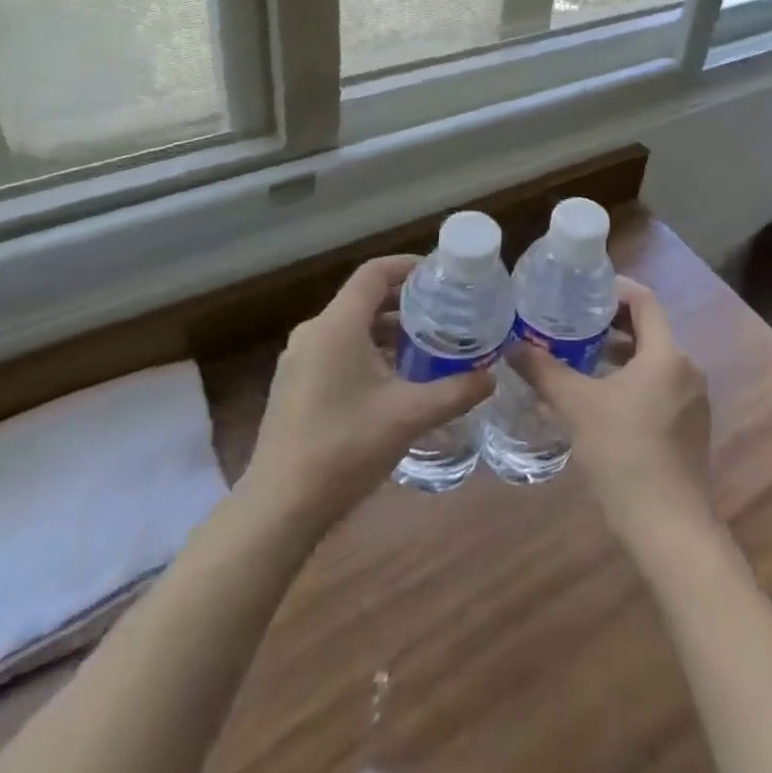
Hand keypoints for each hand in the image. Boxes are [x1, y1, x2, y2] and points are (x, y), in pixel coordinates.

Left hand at [240, 256, 492, 532]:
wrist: (280, 506)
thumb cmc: (346, 447)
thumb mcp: (409, 416)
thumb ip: (455, 391)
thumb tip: (491, 377)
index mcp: (338, 324)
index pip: (375, 272)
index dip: (408, 266)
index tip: (441, 274)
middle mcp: (314, 331)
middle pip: (364, 299)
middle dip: (405, 302)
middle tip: (444, 312)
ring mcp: (299, 359)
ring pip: (351, 327)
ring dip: (388, 331)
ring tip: (427, 346)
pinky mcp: (294, 384)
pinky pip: (337, 349)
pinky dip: (368, 351)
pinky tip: (394, 380)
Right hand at [508, 276, 714, 549]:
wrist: (669, 529)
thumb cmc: (624, 455)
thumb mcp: (577, 407)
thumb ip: (545, 371)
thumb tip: (513, 345)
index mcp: (666, 354)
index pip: (644, 301)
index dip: (613, 289)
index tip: (581, 290)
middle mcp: (686, 369)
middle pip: (648, 330)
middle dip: (609, 324)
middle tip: (570, 322)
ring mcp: (692, 401)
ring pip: (652, 361)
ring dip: (618, 355)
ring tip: (578, 359)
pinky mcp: (690, 428)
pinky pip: (658, 387)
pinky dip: (630, 382)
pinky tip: (599, 401)